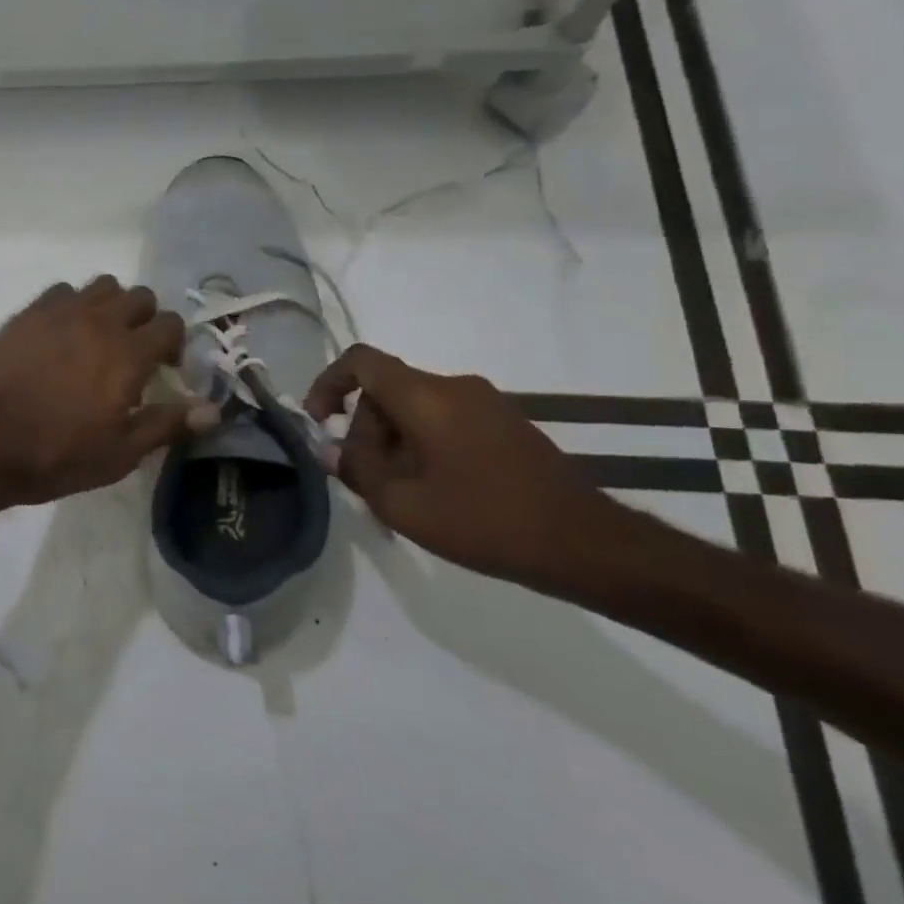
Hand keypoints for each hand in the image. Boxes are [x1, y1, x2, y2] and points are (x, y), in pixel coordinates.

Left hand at [0, 278, 194, 510]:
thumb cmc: (55, 454)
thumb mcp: (119, 453)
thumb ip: (168, 424)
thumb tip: (215, 410)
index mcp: (129, 353)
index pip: (171, 324)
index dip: (174, 346)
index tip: (164, 371)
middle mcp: (100, 320)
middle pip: (140, 296)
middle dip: (146, 320)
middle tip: (133, 353)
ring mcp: (61, 310)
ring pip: (103, 285)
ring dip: (111, 306)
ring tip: (98, 339)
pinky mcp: (28, 311)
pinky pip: (63, 291)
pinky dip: (73, 305)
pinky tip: (61, 335)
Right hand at [303, 344, 622, 584]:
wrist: (584, 542)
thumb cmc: (483, 520)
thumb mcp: (403, 505)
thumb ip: (357, 471)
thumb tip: (330, 451)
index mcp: (426, 397)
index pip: (361, 361)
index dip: (328, 383)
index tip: (319, 421)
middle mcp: (454, 386)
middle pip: (387, 390)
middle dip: (364, 430)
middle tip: (366, 480)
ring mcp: (486, 403)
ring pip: (415, 408)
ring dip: (394, 442)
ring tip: (400, 494)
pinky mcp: (506, 423)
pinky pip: (445, 419)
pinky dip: (423, 444)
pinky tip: (434, 491)